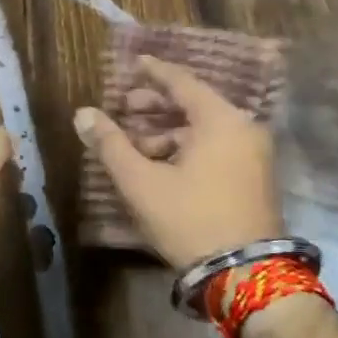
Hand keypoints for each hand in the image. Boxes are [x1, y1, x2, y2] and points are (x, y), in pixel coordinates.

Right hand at [74, 55, 282, 271]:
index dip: (154, 72)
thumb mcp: (142, 182)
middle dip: (155, 106)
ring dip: (167, 133)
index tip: (134, 62)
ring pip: (204, 130)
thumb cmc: (190, 219)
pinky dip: (187, 148)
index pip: (182, 82)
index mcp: (221, 120)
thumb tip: (82, 114)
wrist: (246, 274)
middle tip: (124, 108)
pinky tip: (160, 166)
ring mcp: (254, 155)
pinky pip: (216, 147)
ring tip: (134, 146)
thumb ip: (110, 145)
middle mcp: (243, 129)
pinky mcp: (254, 178)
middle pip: (194, 105)